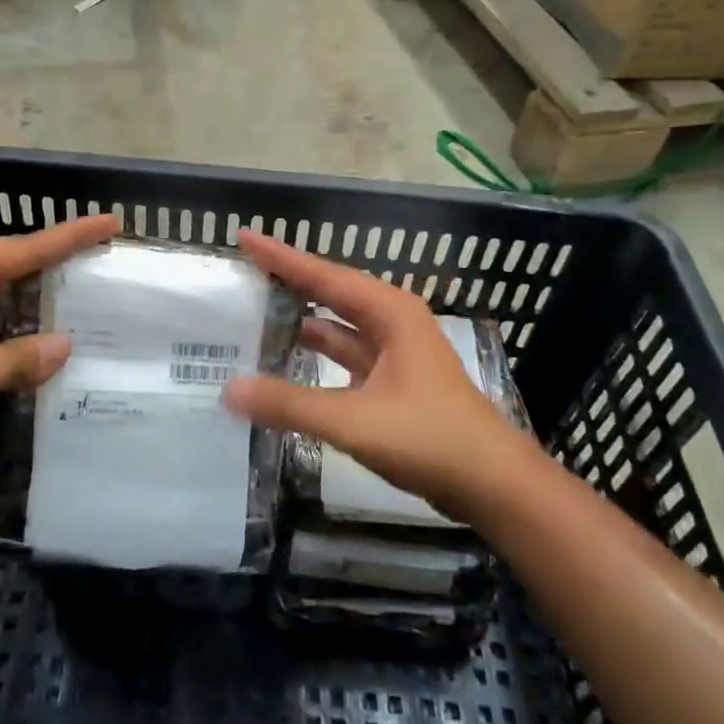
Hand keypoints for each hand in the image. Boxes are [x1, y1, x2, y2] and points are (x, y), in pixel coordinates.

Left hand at [0, 214, 118, 469]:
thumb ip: (15, 361)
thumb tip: (64, 347)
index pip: (23, 250)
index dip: (69, 237)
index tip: (110, 222)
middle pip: (7, 274)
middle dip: (50, 278)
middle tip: (96, 277)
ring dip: (23, 322)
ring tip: (74, 329)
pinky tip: (24, 367)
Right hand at [224, 230, 540, 520]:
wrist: (493, 486)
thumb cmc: (431, 439)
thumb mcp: (356, 421)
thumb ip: (291, 405)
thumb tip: (229, 391)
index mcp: (390, 313)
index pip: (324, 275)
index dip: (281, 257)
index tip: (243, 237)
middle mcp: (392, 323)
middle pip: (329, 294)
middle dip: (288, 282)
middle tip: (242, 273)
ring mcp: (393, 354)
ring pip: (336, 328)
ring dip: (299, 322)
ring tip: (252, 314)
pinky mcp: (390, 384)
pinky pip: (343, 358)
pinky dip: (314, 357)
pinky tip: (284, 363)